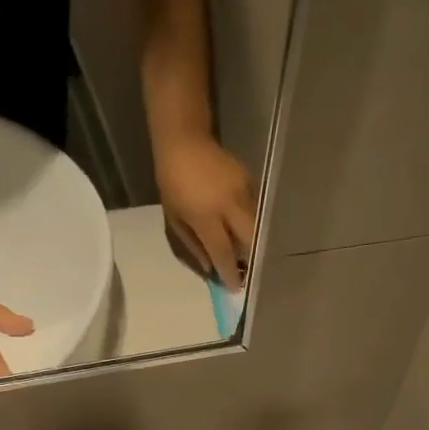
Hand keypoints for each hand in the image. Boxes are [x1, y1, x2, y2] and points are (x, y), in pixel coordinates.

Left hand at [155, 132, 255, 290]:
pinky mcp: (249, 180)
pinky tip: (243, 228)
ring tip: (246, 253)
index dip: (229, 272)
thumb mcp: (175, 217)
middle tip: (246, 271)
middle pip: (249, 239)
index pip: (223, 251)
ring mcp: (242, 191)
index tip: (235, 288)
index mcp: (206, 216)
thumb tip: (211, 268)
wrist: (184, 141)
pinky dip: (249, 222)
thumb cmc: (172, 181)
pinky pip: (254, 209)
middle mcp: (228, 205)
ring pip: (256, 225)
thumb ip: (193, 245)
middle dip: (249, 258)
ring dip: (252, 241)